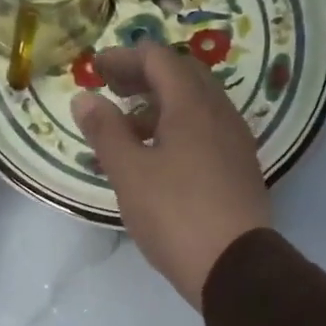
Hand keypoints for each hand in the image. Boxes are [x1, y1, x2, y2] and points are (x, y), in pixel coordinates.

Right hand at [71, 44, 271, 307]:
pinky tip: (160, 156)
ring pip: (197, 105)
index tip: (95, 69)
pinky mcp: (240, 167)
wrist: (235, 267)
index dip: (124, 58)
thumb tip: (85, 98)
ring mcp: (235, 140)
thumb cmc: (175, 215)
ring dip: (161, 104)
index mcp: (192, 105)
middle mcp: (220, 113)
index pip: (159, 59)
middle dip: (144, 76)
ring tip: (129, 127)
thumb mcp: (130, 173)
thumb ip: (105, 131)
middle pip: (182, 76)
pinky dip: (179, 127)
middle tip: (112, 89)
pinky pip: (207, 130)